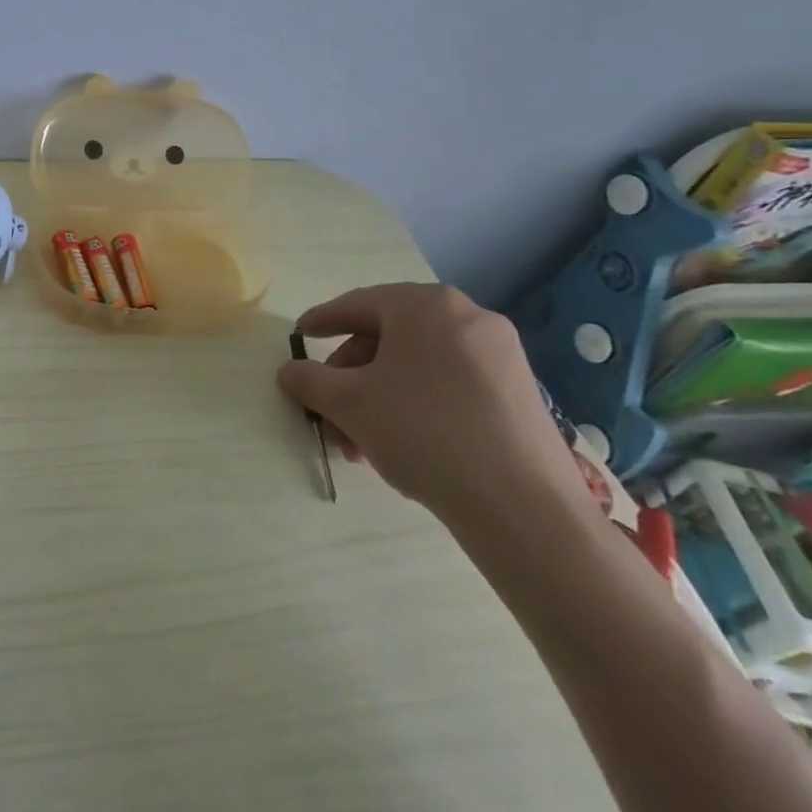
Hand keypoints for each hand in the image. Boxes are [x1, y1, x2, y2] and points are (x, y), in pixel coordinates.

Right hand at [276, 283, 589, 525]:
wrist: (523, 506)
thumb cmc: (422, 432)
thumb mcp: (349, 403)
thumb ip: (309, 380)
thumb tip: (289, 372)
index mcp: (424, 305)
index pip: (358, 304)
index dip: (322, 320)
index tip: (300, 335)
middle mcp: (466, 316)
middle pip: (389, 338)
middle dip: (351, 377)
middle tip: (328, 411)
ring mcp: (500, 354)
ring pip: (419, 366)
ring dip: (380, 397)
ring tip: (358, 444)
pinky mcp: (520, 392)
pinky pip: (451, 384)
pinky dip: (417, 405)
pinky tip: (400, 445)